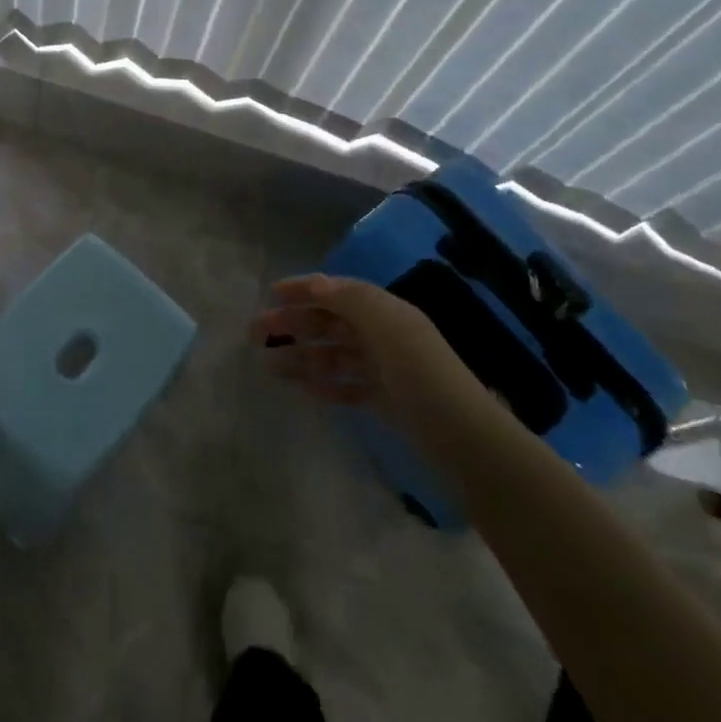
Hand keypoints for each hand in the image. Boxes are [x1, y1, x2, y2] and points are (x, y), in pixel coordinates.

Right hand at [253, 273, 434, 409]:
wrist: (464, 439)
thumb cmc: (421, 374)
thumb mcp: (387, 326)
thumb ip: (350, 299)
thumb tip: (316, 283)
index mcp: (385, 311)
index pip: (337, 290)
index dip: (304, 289)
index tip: (270, 294)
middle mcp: (383, 334)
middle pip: (330, 321)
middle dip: (294, 323)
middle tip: (256, 334)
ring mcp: (384, 368)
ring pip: (333, 355)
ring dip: (302, 356)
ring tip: (270, 368)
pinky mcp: (385, 400)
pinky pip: (347, 385)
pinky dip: (325, 384)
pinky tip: (304, 390)